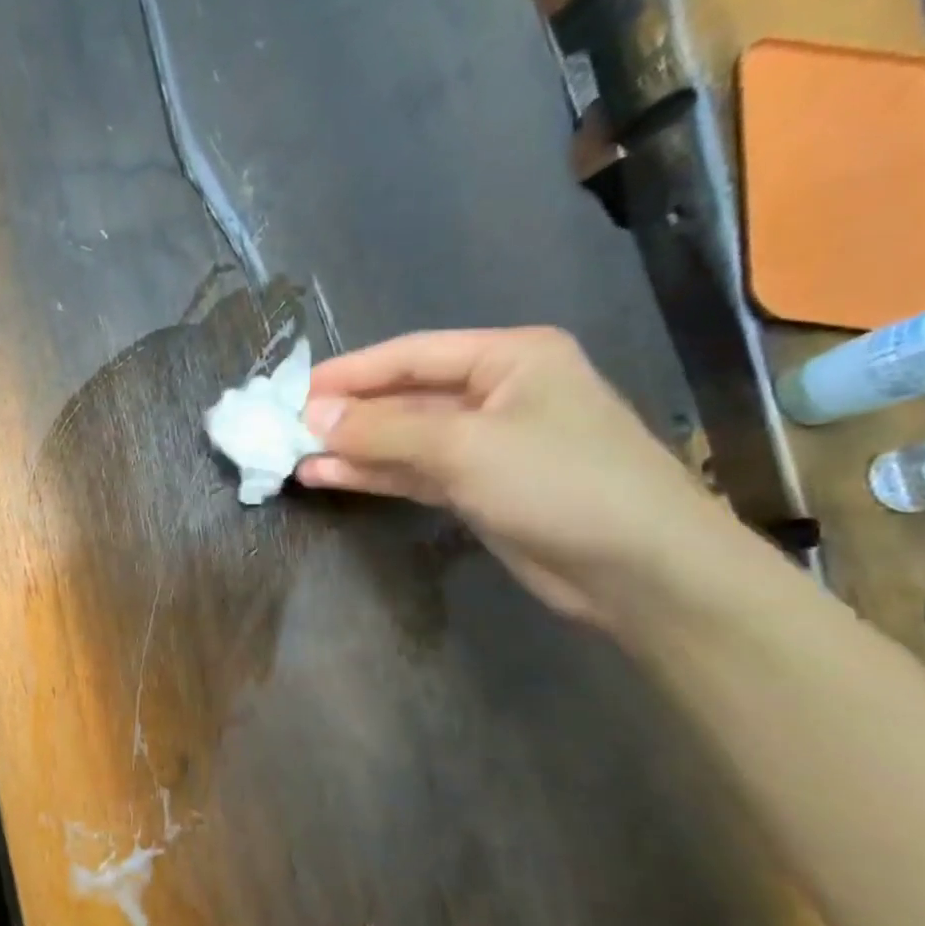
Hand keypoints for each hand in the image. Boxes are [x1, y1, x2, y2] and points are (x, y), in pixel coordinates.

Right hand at [298, 326, 733, 630]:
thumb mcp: (465, 446)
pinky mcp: (479, 488)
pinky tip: (328, 477)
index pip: (411, 355)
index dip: (349, 373)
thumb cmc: (560, 483)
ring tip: (294, 458)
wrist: (639, 570)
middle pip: (404, 396)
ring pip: (404, 439)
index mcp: (508, 357)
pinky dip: (373, 475)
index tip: (292, 392)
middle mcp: (497, 392)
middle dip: (346, 414)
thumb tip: (310, 417)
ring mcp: (487, 444)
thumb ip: (383, 430)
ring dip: (352, 448)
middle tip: (285, 429)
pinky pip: (414, 472)